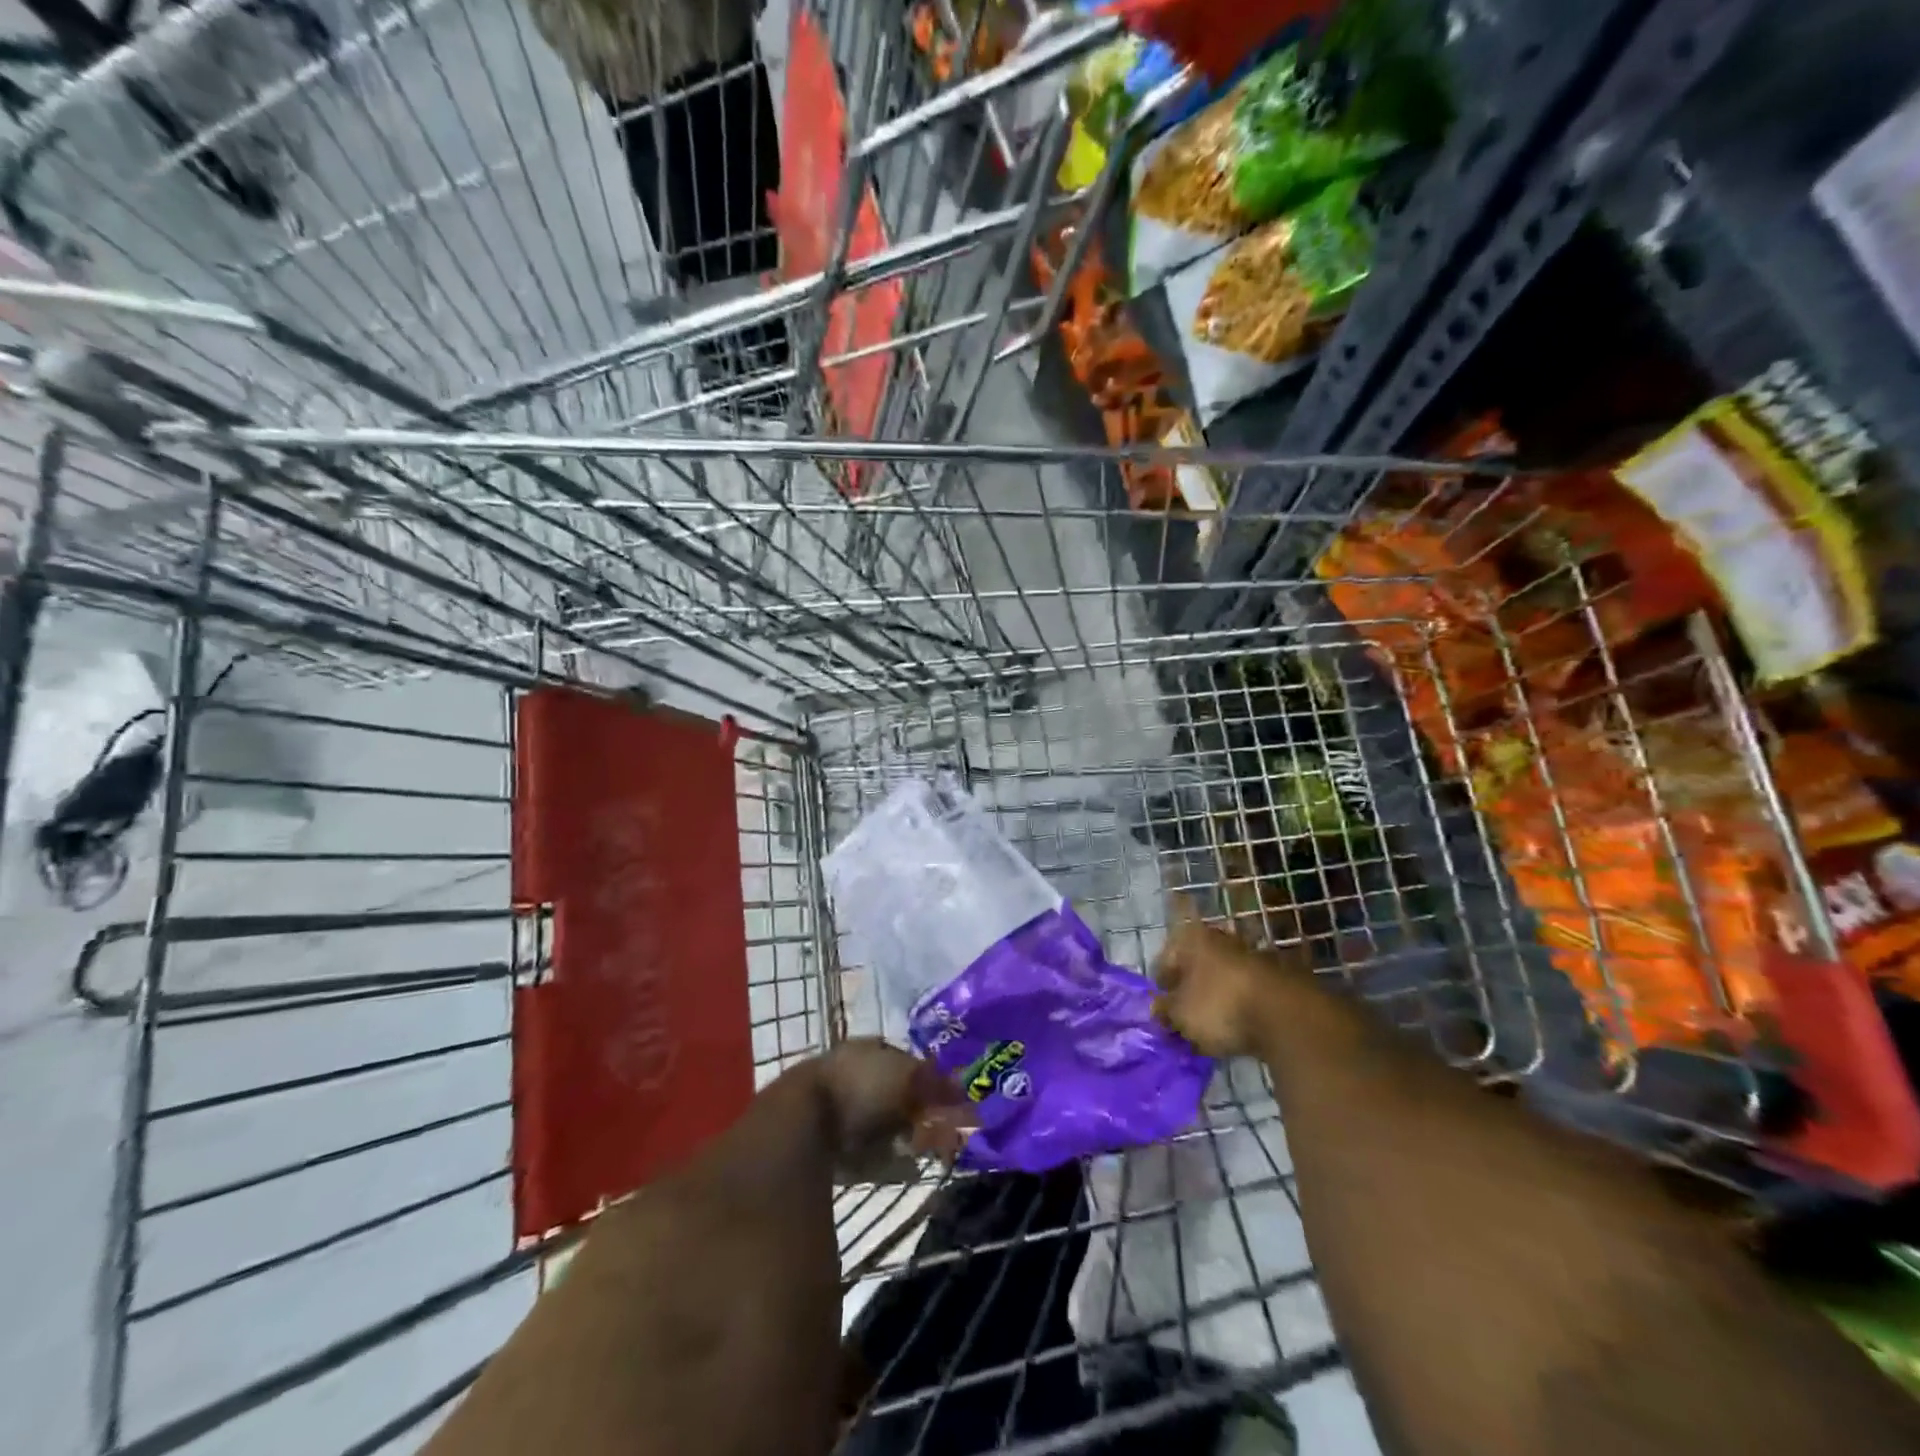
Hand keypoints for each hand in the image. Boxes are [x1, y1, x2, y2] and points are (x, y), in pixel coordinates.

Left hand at [812, 1039, 975, 1178]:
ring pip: (880, 1122)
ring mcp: (836, 1107)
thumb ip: (936, 1083)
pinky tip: (902, 1169)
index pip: (905, 1059)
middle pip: (893, 1092)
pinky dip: (885, 1160)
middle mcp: (852, 1071)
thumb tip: (966, 1089)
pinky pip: (865, 1151)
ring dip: (902, 1136)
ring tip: (923, 1152)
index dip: (928, 1079)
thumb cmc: (859, 1089)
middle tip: (939, 1131)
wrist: (801, 1126)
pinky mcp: (826, 1144)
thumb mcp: (906, 1078)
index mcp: (868, 1049)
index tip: (949, 1101)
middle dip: (916, 1112)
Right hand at [1153, 909, 1306, 1057]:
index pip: (1165, 960)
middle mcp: (1222, 938)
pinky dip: (1243, 1006)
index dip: (1162, 989)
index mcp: (1192, 939)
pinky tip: (1243, 1028)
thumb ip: (1164, 1011)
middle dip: (1191, 992)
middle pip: (1197, 966)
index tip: (1164, 1014)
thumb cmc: (1221, 1007)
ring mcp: (1253, 954)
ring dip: (1218, 998)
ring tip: (1216, 1028)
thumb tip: (1156, 1010)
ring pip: (1224, 978)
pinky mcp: (1280, 976)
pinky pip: (1250, 991)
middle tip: (1187, 1021)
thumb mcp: (1181, 1016)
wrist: (1289, 1016)